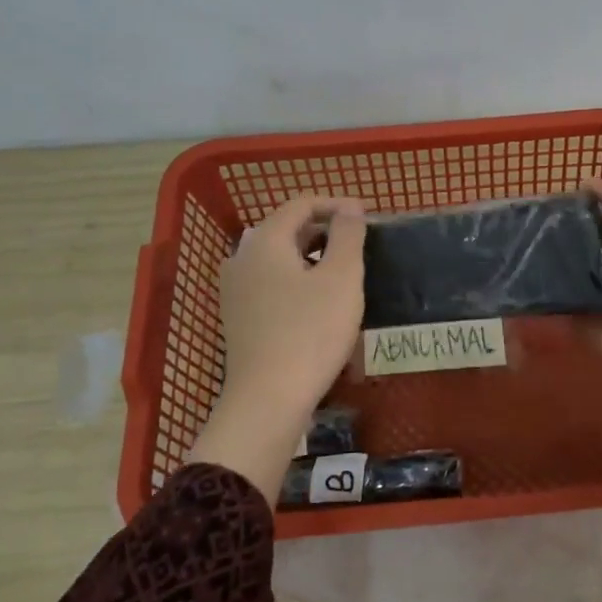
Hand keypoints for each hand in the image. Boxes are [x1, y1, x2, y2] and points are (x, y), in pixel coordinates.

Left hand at [187, 195, 365, 503]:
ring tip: (342, 272)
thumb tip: (350, 207)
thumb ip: (348, 235)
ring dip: (310, 256)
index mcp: (265, 240)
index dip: (336, 204)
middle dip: (324, 230)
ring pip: (277, 257)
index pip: (301, 204)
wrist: (268, 397)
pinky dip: (295, 279)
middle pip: (286, 228)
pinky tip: (316, 301)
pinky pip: (269, 282)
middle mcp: (242, 257)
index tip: (367, 216)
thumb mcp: (341, 278)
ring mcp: (235, 289)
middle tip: (358, 244)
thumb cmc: (311, 332)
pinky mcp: (237, 316)